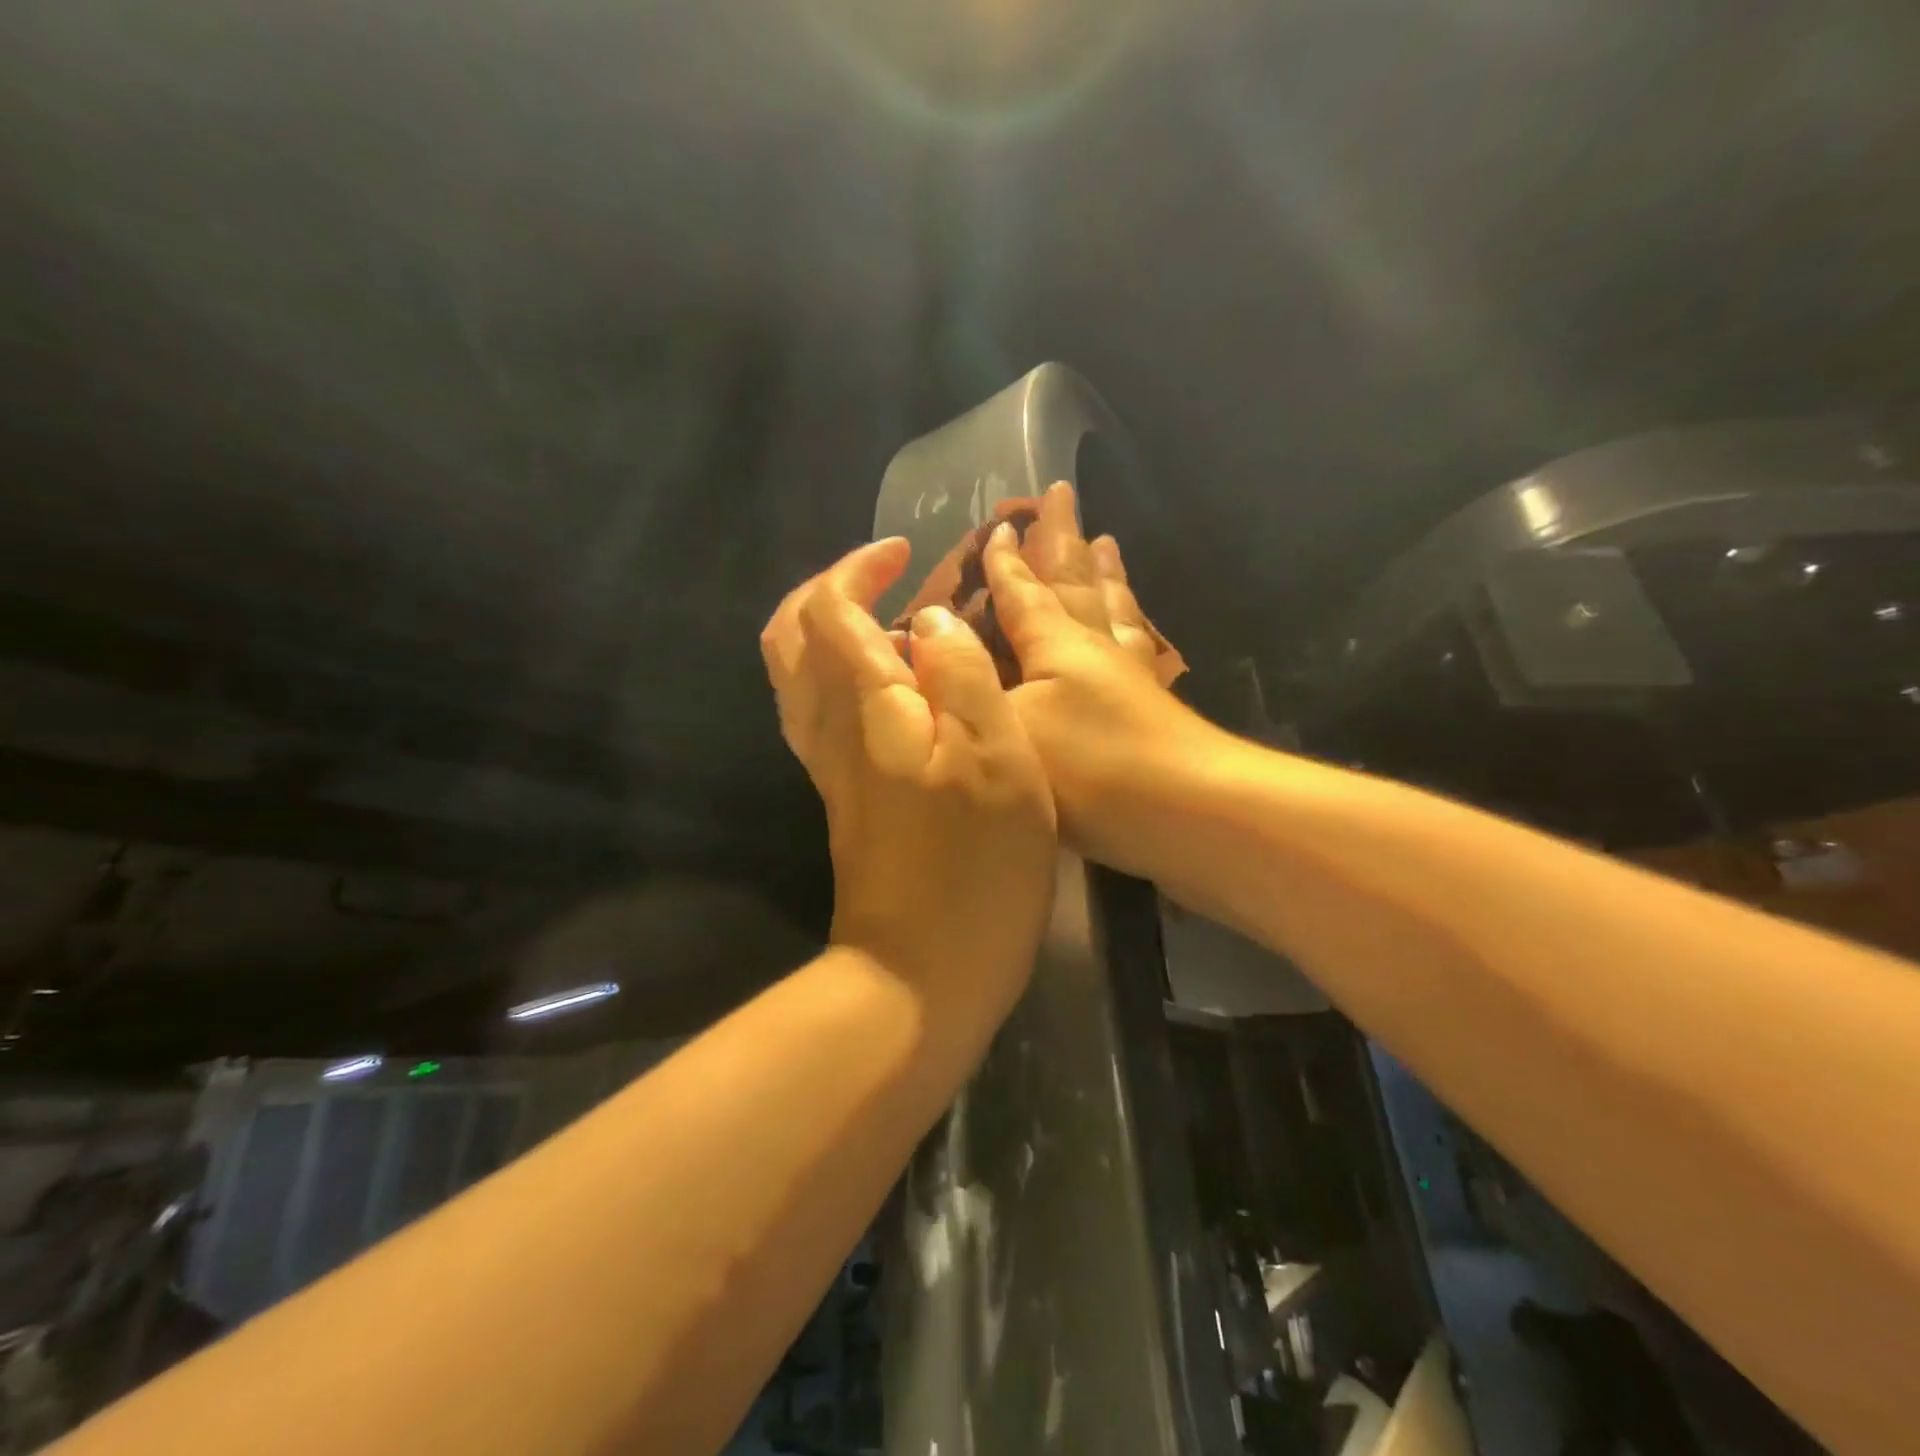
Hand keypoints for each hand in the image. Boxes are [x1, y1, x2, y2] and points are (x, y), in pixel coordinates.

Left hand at [761, 538, 1057, 1044]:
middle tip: (882, 575)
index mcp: (866, 707)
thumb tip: (929, 623)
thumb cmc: (976, 867)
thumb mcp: (996, 758)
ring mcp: (830, 769)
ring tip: (888, 618)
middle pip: (789, 640)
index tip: (905, 551)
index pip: (829, 610)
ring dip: (826, 632)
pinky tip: (890, 686)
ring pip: (797, 678)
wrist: (920, 974)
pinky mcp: (843, 800)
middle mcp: (830, 730)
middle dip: (825, 591)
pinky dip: (839, 677)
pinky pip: (818, 714)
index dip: (858, 569)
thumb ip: (961, 676)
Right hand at [983, 483, 1210, 871]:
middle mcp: (1096, 649)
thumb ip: (966, 681)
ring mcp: (1131, 678)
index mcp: (1057, 645)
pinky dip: (1132, 627)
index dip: (1006, 562)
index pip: (1024, 592)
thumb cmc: (1088, 771)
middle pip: (1076, 583)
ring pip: (1113, 610)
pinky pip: (1139, 649)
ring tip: (1107, 543)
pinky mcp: (1155, 709)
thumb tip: (930, 634)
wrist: (1187, 816)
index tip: (999, 525)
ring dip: (1104, 575)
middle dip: (1063, 540)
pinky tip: (1136, 630)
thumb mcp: (1008, 726)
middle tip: (1063, 495)